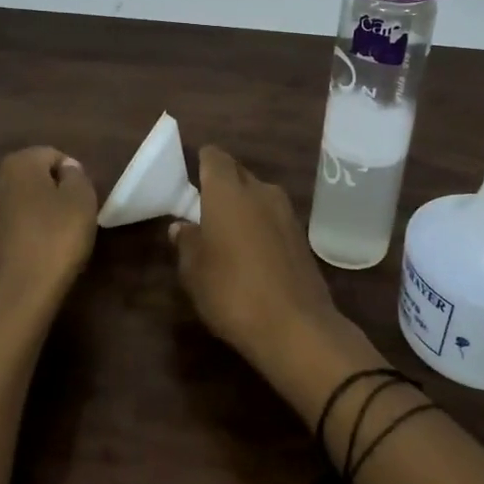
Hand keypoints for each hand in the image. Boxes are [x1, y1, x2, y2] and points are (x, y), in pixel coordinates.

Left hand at [0, 147, 96, 316]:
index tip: (83, 202)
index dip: (72, 175)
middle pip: (30, 179)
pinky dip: (17, 238)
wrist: (14, 297)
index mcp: (17, 163)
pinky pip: (3, 231)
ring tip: (52, 242)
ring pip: (15, 205)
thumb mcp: (82, 201)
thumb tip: (66, 170)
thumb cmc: (55, 240)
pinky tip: (32, 258)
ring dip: (32, 216)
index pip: (52, 155)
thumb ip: (76, 176)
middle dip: (50, 193)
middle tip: (71, 220)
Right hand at [168, 147, 341, 370]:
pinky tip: (251, 253)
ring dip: (243, 206)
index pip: (214, 157)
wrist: (296, 327)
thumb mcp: (194, 270)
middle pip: (238, 173)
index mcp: (228, 191)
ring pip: (258, 195)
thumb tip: (182, 226)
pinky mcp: (302, 236)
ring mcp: (286, 212)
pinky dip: (260, 226)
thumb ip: (186, 242)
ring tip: (226, 233)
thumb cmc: (232, 291)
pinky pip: (273, 218)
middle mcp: (260, 190)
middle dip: (222, 184)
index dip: (202, 162)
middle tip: (203, 207)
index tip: (191, 177)